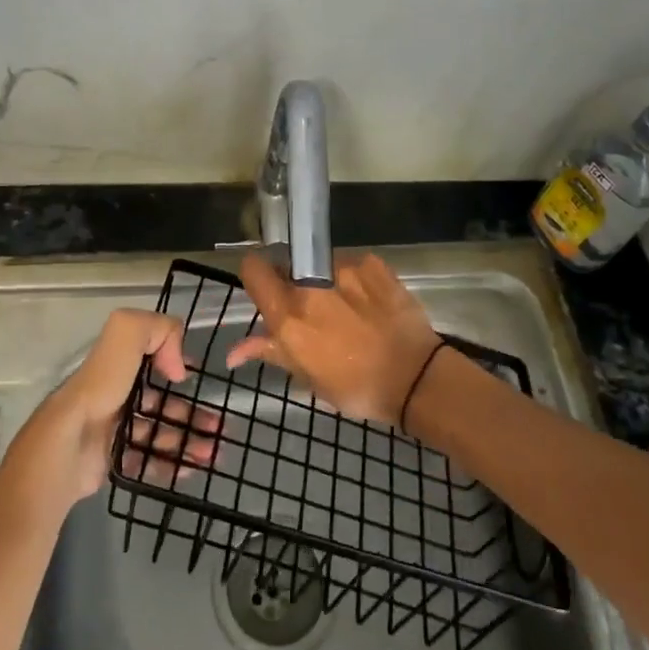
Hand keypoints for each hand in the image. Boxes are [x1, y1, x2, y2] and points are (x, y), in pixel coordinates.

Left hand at [14, 309, 220, 506]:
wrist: (68, 446)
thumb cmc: (100, 387)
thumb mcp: (126, 334)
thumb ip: (157, 329)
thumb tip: (178, 366)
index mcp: (117, 365)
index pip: (151, 360)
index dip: (175, 366)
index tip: (194, 379)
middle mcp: (114, 395)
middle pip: (161, 402)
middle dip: (192, 412)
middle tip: (220, 427)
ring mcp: (113, 431)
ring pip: (160, 433)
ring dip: (189, 440)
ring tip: (214, 452)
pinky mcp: (113, 462)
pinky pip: (149, 462)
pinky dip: (173, 464)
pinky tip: (193, 469)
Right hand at [231, 253, 442, 426]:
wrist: (416, 378)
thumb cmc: (356, 387)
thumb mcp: (308, 377)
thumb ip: (271, 352)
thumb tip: (232, 353)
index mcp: (288, 315)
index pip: (254, 269)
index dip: (257, 275)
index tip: (266, 288)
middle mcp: (310, 285)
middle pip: (288, 265)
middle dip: (293, 282)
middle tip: (312, 309)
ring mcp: (343, 268)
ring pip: (320, 265)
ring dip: (325, 280)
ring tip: (348, 308)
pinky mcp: (372, 262)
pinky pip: (352, 265)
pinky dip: (355, 279)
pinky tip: (371, 303)